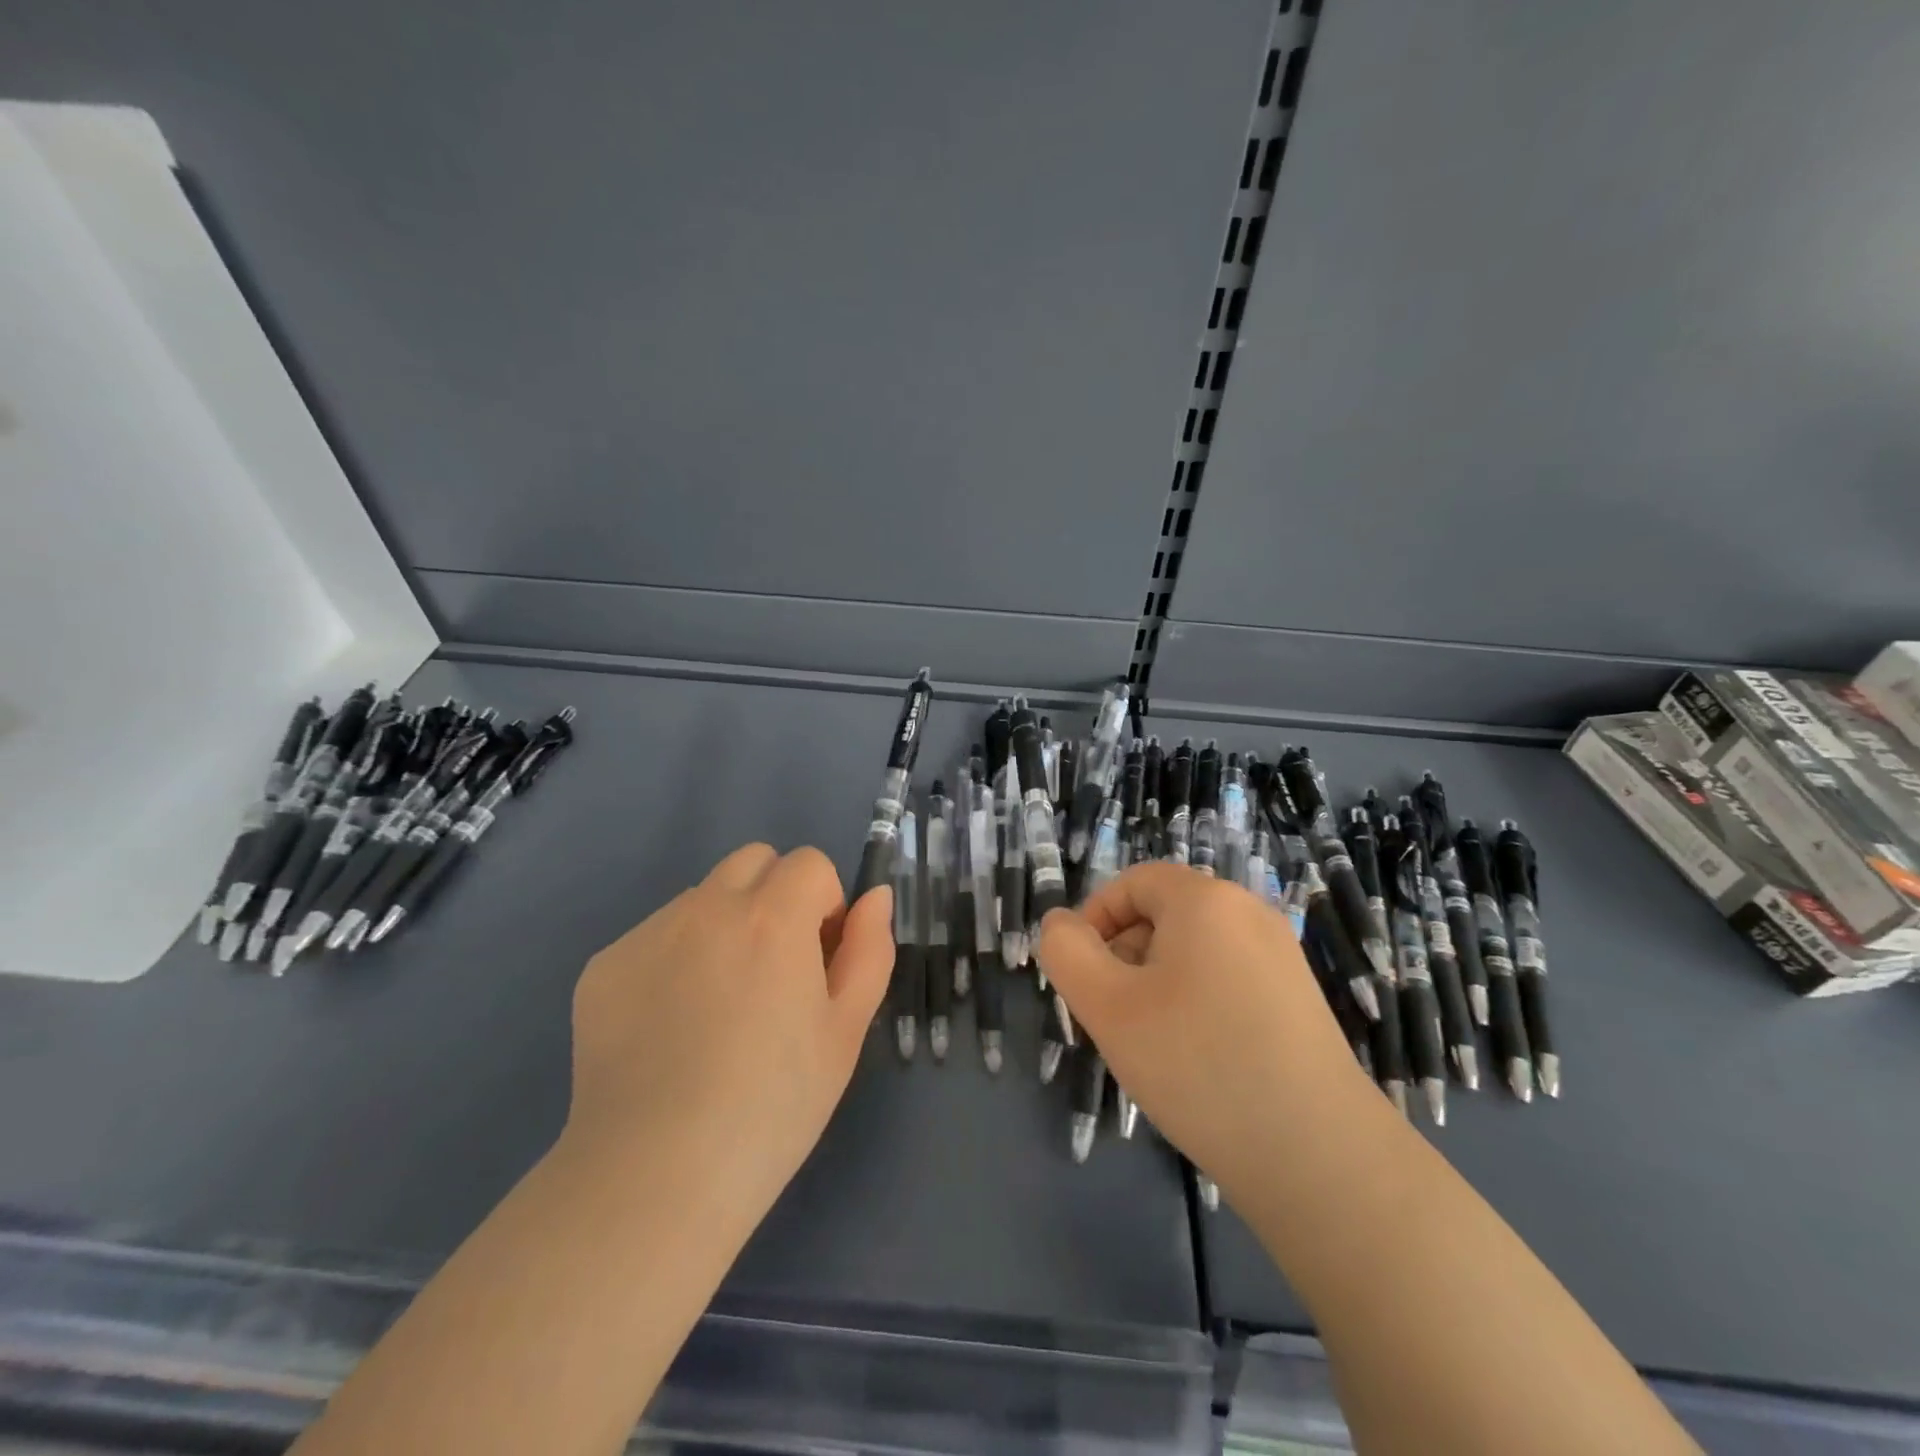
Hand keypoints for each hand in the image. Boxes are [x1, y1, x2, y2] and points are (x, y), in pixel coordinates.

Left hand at [562, 843, 892, 1238]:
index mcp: (773, 916)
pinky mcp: (603, 966)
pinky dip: (674, 960)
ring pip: (702, 898)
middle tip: (773, 969)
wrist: (656, 1175)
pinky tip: (670, 1029)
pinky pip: (655, 937)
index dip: (823, 905)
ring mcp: (648, 933)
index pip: (809, 863)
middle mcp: (707, 906)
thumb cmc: (773, 1105)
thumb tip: (874, 898)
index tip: (817, 959)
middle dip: (775, 895)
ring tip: (716, 1007)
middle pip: (753, 861)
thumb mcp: (846, 1030)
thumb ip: (869, 949)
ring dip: (723, 926)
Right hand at [1037, 863, 1373, 1204]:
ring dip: (1157, 982)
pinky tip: (1197, 1058)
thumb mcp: (1107, 1006)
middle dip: (1125, 955)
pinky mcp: (1299, 998)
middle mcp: (1249, 912)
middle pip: (1164, 914)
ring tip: (1153, 1044)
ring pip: (1194, 949)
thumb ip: (1066, 951)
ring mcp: (1281, 956)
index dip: (1095, 919)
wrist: (1318, 1156)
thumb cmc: (1197, 1064)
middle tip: (1113, 1016)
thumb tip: (1061, 924)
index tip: (1081, 975)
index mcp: (1205, 899)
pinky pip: (1227, 978)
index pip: (1133, 882)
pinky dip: (1197, 1002)